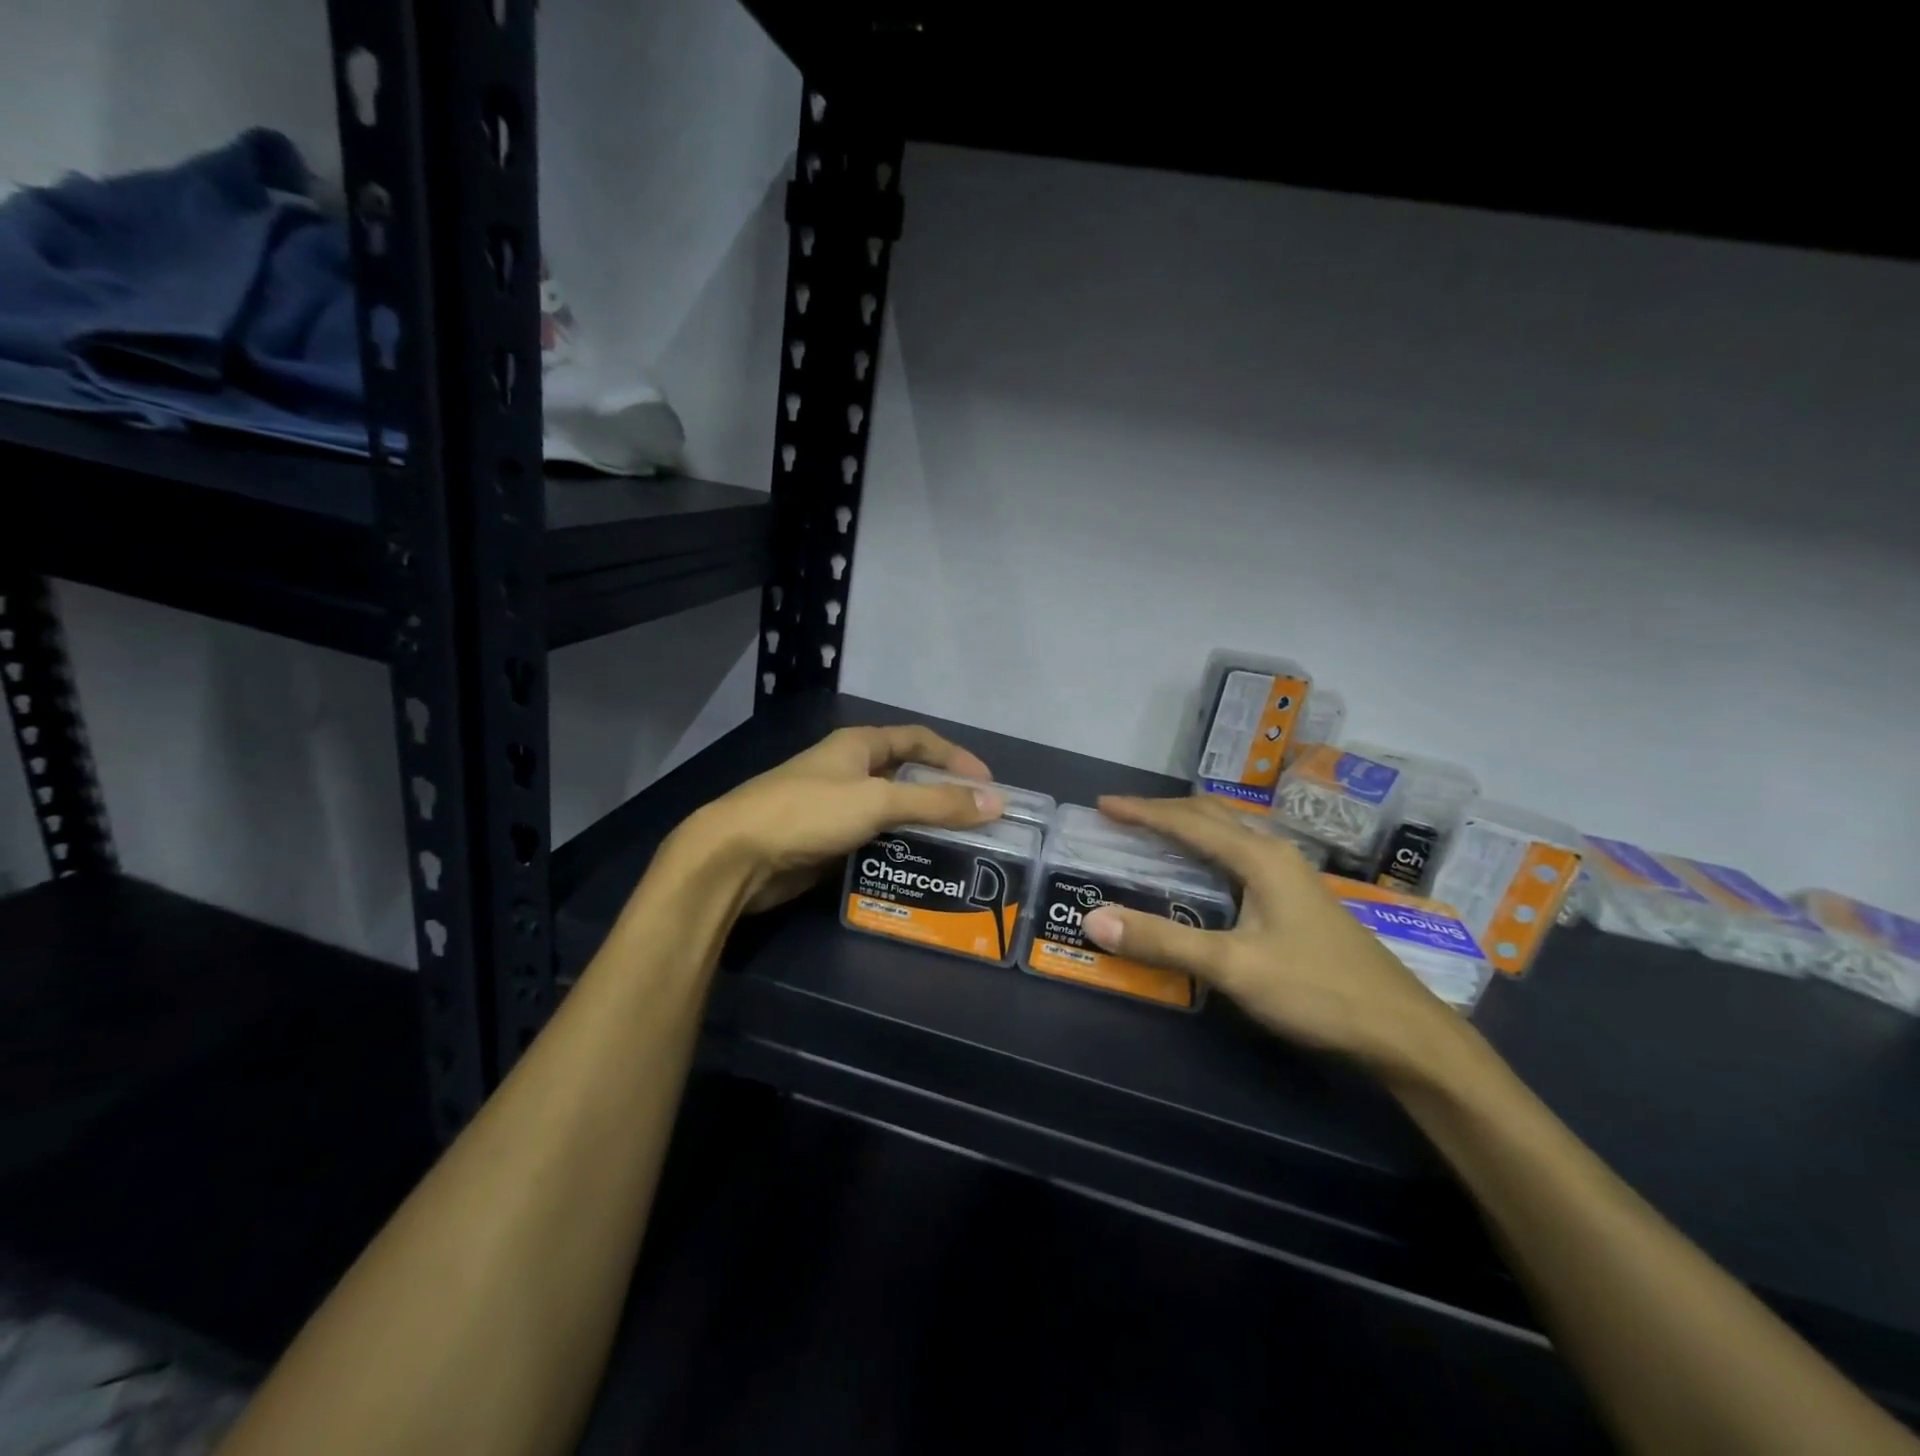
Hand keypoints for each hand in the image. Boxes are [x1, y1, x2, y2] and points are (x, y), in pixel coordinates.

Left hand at [674, 725, 1003, 913]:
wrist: (736, 856)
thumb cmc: (808, 813)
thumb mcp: (877, 801)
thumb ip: (936, 803)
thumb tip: (995, 802)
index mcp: (858, 746)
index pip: (918, 739)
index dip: (955, 757)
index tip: (988, 785)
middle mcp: (849, 771)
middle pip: (906, 776)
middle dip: (942, 795)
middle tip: (977, 821)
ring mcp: (835, 807)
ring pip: (890, 812)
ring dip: (921, 827)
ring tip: (957, 849)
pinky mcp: (826, 841)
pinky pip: (873, 840)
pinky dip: (897, 850)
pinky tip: (918, 868)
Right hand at [1081, 796, 1472, 1077]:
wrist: (1402, 1031)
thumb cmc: (1316, 991)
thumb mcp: (1233, 967)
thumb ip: (1163, 942)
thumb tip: (1093, 919)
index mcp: (1260, 858)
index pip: (1188, 822)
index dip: (1142, 811)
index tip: (1102, 804)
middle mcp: (1276, 855)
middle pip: (1212, 816)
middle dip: (1164, 811)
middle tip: (1122, 817)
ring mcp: (1292, 876)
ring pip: (1230, 834)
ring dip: (1189, 827)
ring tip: (1153, 835)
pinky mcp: (1298, 899)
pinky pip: (1241, 856)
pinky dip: (1209, 850)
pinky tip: (1203, 873)